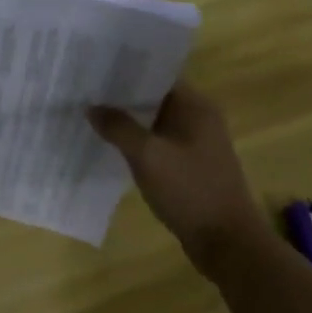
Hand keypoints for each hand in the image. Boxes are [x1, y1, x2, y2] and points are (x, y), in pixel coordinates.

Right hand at [89, 80, 269, 275]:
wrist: (227, 242)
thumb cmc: (190, 190)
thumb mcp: (148, 156)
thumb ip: (119, 127)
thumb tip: (91, 106)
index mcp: (195, 106)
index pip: (157, 75)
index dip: (126, 72)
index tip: (95, 70)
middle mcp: (199, 118)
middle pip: (155, 97)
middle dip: (122, 97)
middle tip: (84, 92)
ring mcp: (196, 143)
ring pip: (155, 122)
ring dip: (129, 121)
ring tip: (91, 115)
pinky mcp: (190, 166)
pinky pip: (159, 144)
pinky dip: (138, 143)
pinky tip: (112, 146)